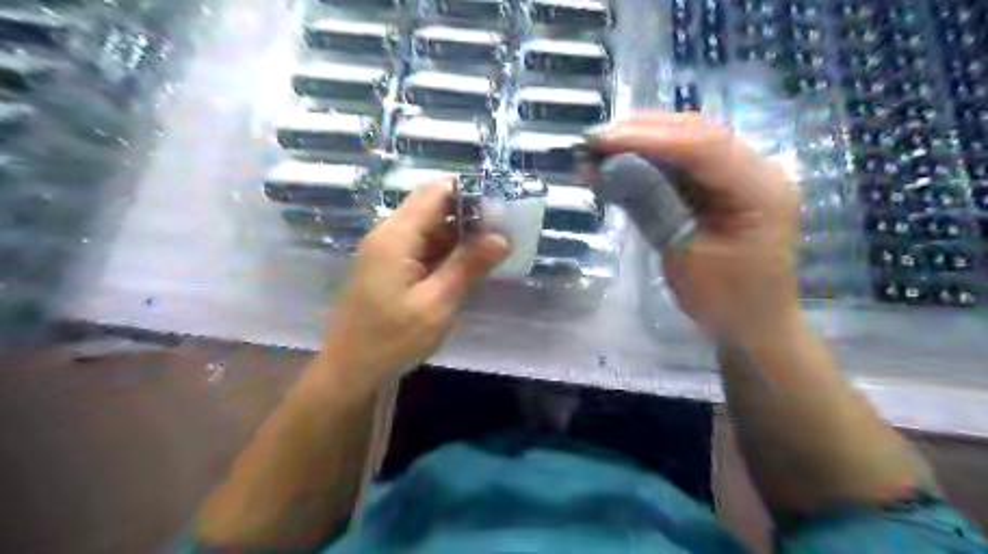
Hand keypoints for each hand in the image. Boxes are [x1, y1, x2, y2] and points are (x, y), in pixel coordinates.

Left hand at [325, 180, 507, 386]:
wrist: (350, 370)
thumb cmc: (392, 339)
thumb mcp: (437, 304)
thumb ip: (468, 266)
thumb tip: (501, 237)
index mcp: (396, 236)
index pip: (435, 192)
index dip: (469, 192)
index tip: (500, 205)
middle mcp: (388, 234)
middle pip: (430, 205)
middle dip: (468, 213)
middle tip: (502, 229)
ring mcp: (386, 250)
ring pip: (427, 226)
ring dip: (458, 233)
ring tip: (492, 246)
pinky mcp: (388, 265)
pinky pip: (420, 245)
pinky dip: (445, 249)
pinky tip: (466, 263)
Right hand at [589, 110, 795, 339]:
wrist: (753, 326)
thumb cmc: (724, 301)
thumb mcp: (684, 255)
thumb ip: (652, 205)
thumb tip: (611, 167)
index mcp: (761, 189)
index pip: (703, 145)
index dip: (648, 138)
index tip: (601, 140)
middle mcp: (758, 170)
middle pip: (697, 133)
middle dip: (642, 133)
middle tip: (594, 141)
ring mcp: (743, 175)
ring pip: (689, 143)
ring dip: (643, 143)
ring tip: (600, 149)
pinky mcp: (724, 187)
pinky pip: (685, 164)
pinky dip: (651, 162)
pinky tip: (622, 162)